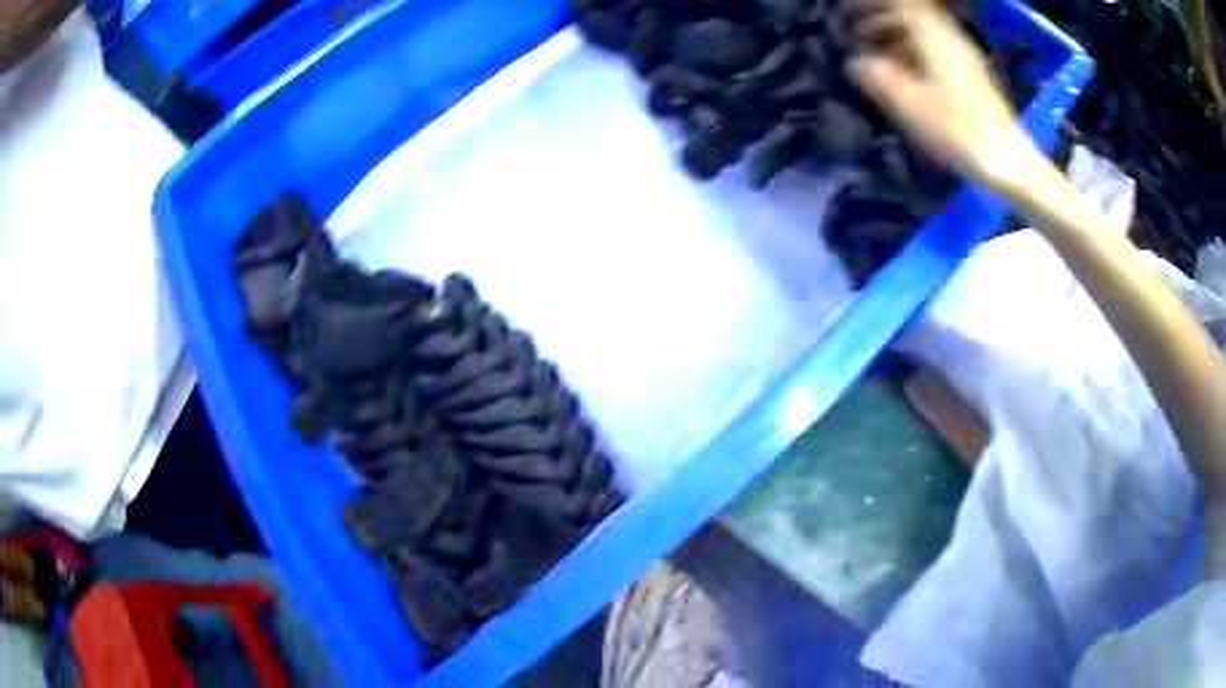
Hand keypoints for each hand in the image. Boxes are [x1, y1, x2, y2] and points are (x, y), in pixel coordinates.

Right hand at [844, 0, 1043, 195]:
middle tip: (857, 36)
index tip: (849, 13)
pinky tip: (906, 78)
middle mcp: (951, 39)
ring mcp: (966, 59)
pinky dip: (916, 56)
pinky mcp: (974, 80)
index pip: (900, 5)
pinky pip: (938, 53)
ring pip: (925, 36)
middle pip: (913, 16)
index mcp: (934, 37)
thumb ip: (877, 77)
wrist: (1009, 162)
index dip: (873, 6)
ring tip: (877, 57)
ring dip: (898, 39)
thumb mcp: (909, 104)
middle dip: (882, 20)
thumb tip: (856, 63)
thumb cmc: (958, 130)